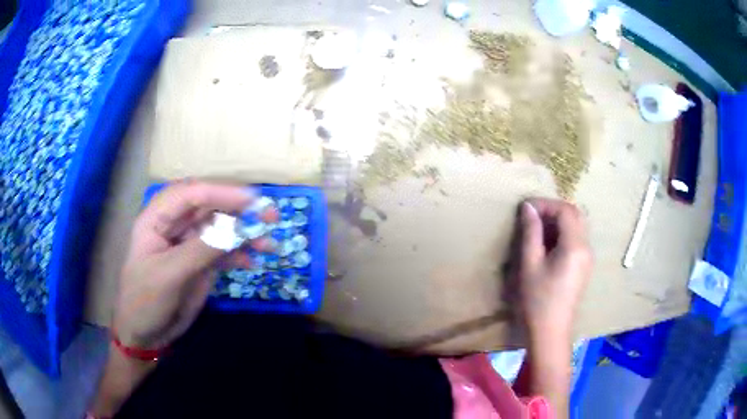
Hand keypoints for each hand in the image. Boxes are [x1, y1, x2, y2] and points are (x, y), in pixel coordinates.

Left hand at [113, 181, 273, 349]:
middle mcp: (175, 226)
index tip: (251, 200)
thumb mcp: (169, 275)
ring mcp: (189, 244)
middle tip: (270, 216)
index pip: (190, 194)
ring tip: (269, 244)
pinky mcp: (200, 263)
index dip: (220, 193)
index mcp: (157, 219)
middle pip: (209, 208)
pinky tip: (252, 262)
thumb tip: (239, 230)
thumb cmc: (145, 301)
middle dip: (239, 210)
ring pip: (220, 229)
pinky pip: (223, 252)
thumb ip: (201, 250)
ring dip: (245, 234)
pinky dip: (240, 255)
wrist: (145, 335)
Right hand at [515, 198, 591, 338]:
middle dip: (553, 209)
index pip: (565, 210)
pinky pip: (576, 239)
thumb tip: (528, 208)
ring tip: (537, 228)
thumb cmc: (537, 300)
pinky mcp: (584, 266)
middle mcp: (586, 247)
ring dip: (558, 221)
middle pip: (575, 214)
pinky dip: (562, 233)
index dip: (546, 204)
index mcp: (575, 246)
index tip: (526, 209)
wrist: (550, 332)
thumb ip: (531, 233)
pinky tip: (547, 244)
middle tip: (532, 215)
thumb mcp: (530, 265)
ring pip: (577, 226)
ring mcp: (587, 257)